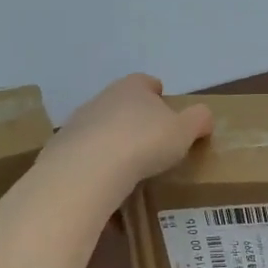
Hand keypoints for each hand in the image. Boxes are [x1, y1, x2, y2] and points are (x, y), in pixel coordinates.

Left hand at [41, 75, 213, 198]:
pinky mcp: (62, 148)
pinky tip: (107, 185)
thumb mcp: (184, 131)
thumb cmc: (145, 141)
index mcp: (133, 87)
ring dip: (113, 142)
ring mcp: (79, 122)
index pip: (146, 82)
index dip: (157, 93)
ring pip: (101, 127)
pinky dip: (96, 166)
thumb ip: (198, 120)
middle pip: (122, 103)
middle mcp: (103, 98)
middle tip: (150, 142)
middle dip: (134, 119)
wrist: (89, 167)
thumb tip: (204, 117)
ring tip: (128, 167)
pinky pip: (86, 154)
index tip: (166, 109)